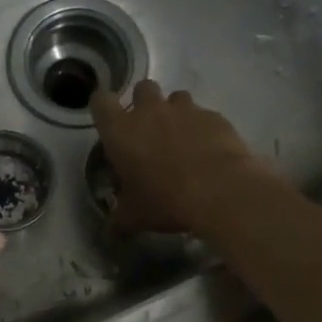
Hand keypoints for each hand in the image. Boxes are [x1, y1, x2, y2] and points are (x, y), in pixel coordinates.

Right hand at [91, 80, 278, 234]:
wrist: (220, 190)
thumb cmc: (164, 200)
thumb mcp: (135, 216)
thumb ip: (119, 220)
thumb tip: (110, 234)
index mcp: (120, 130)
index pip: (100, 101)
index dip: (102, 107)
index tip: (107, 120)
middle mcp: (150, 111)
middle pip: (141, 88)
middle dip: (143, 103)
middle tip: (148, 130)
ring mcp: (185, 110)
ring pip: (176, 97)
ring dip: (175, 112)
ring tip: (181, 139)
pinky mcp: (214, 116)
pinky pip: (204, 115)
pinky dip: (203, 127)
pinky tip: (208, 151)